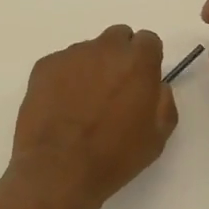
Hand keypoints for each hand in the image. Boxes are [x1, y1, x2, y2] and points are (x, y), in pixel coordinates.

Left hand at [8, 25, 177, 208]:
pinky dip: (65, 78)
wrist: (57, 170)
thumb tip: (156, 86)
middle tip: (114, 90)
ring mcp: (71, 54)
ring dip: (92, 68)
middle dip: (120, 56)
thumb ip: (164, 102)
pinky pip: (62, 64)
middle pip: (118, 37)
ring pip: (89, 51)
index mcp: (137, 61)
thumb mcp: (157, 137)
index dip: (146, 61)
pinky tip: (61, 107)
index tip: (140, 82)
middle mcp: (105, 48)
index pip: (148, 41)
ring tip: (83, 104)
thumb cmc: (113, 157)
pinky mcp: (45, 65)